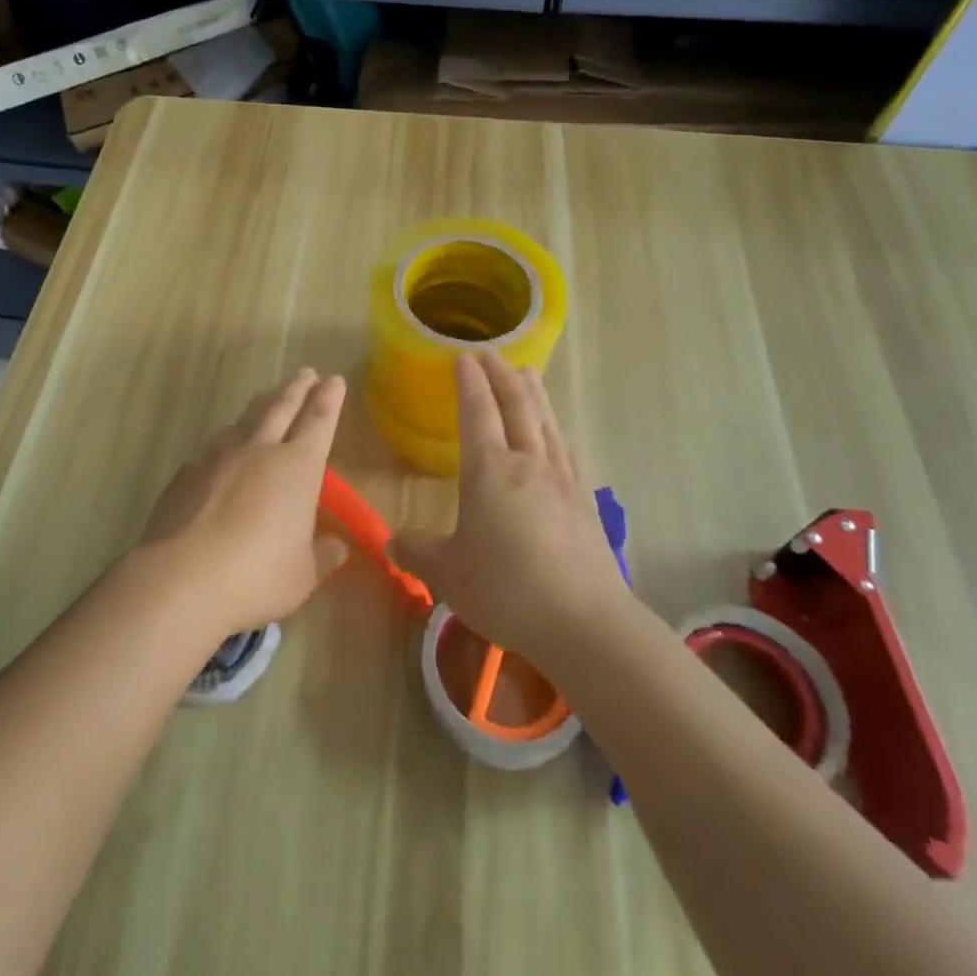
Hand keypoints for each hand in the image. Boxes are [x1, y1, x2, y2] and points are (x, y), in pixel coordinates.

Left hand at [138, 369, 350, 638]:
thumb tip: (336, 546)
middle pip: (281, 407)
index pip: (319, 421)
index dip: (329, 399)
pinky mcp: (186, 472)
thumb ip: (322, 556)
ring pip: (245, 420)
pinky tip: (222, 450)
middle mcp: (259, 450)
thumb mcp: (303, 575)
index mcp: (297, 468)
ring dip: (260, 406)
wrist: (180, 578)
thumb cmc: (257, 577)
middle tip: (306, 372)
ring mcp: (218, 456)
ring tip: (267, 398)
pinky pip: (213, 447)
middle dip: (297, 388)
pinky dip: (226, 441)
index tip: (334, 379)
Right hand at [388, 352, 623, 667]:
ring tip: (527, 372)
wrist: (585, 623)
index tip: (462, 356)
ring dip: (533, 393)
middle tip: (491, 352)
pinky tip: (558, 432)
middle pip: (516, 406)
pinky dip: (557, 429)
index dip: (469, 382)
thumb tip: (392, 542)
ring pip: (545, 422)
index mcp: (489, 471)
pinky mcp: (584, 502)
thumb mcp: (448, 574)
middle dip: (501, 375)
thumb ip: (417, 552)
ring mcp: (561, 480)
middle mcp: (527, 464)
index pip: (477, 413)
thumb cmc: (507, 590)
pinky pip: (566, 450)